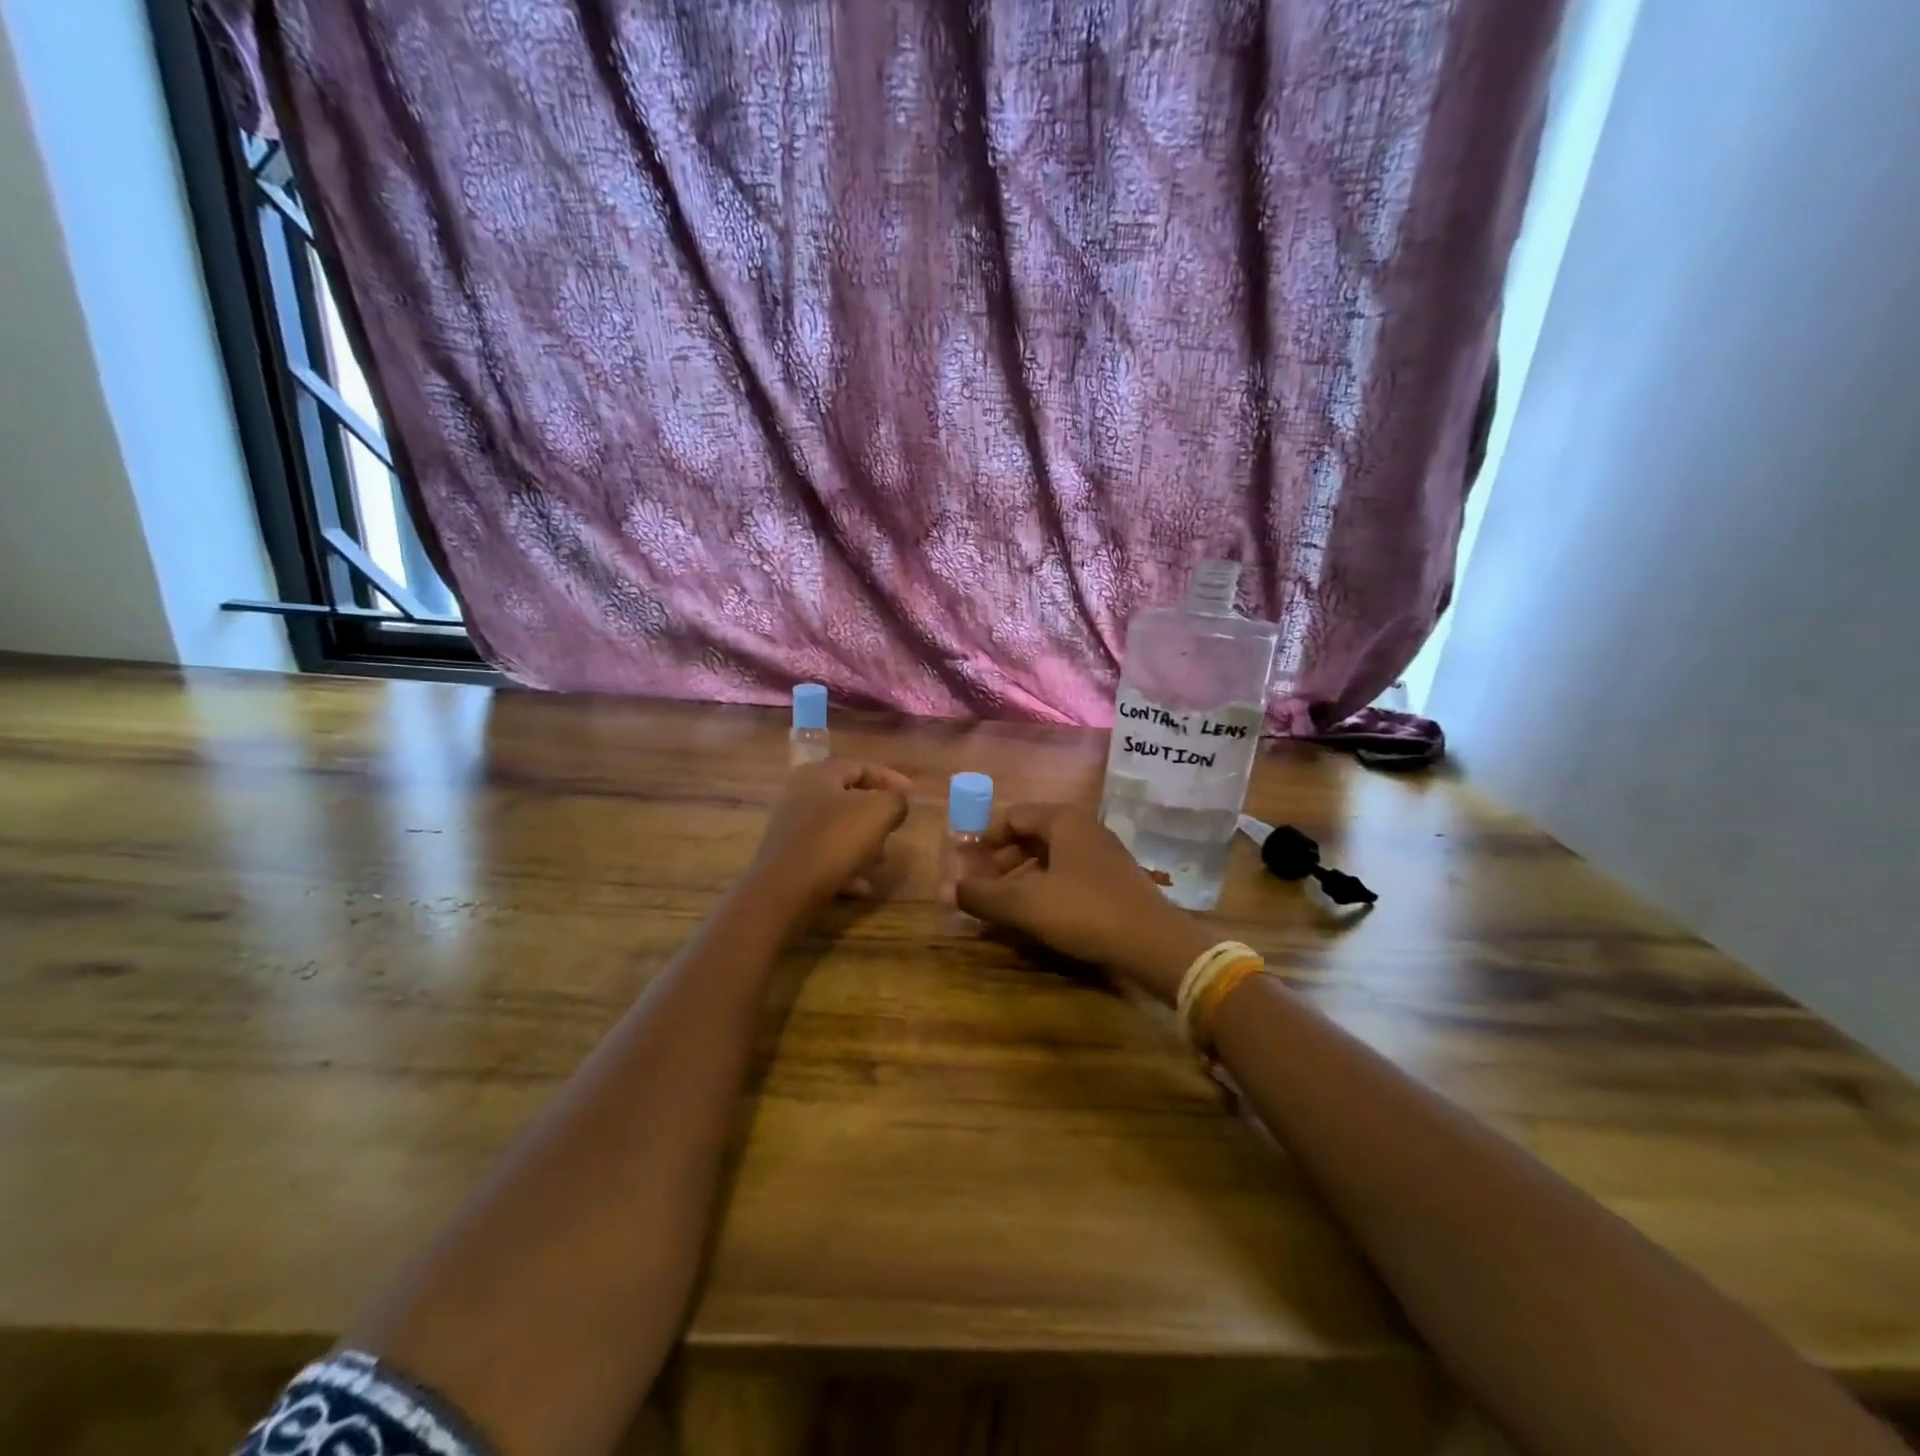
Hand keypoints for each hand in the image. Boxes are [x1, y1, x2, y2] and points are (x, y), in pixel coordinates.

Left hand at [750, 759, 911, 912]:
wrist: (785, 889)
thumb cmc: (835, 840)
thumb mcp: (879, 812)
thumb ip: (896, 800)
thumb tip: (898, 801)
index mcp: (819, 774)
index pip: (861, 766)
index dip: (890, 778)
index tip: (912, 795)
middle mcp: (799, 795)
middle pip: (847, 798)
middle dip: (876, 815)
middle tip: (897, 827)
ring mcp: (790, 827)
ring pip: (836, 829)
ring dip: (863, 843)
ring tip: (882, 860)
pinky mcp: (787, 857)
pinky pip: (823, 855)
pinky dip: (845, 866)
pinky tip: (863, 886)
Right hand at [955, 804, 1214, 1002]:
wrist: (1154, 944)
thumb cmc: (1084, 911)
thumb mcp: (1025, 904)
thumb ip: (982, 895)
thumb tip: (946, 890)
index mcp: (1063, 820)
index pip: (1012, 816)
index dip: (983, 838)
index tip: (964, 863)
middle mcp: (1084, 829)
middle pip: (1030, 837)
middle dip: (1000, 862)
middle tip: (979, 888)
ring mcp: (1103, 855)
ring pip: (1050, 860)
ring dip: (1021, 880)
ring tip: (1002, 909)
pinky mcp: (1114, 882)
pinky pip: (1068, 877)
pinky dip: (1045, 891)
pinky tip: (1035, 919)